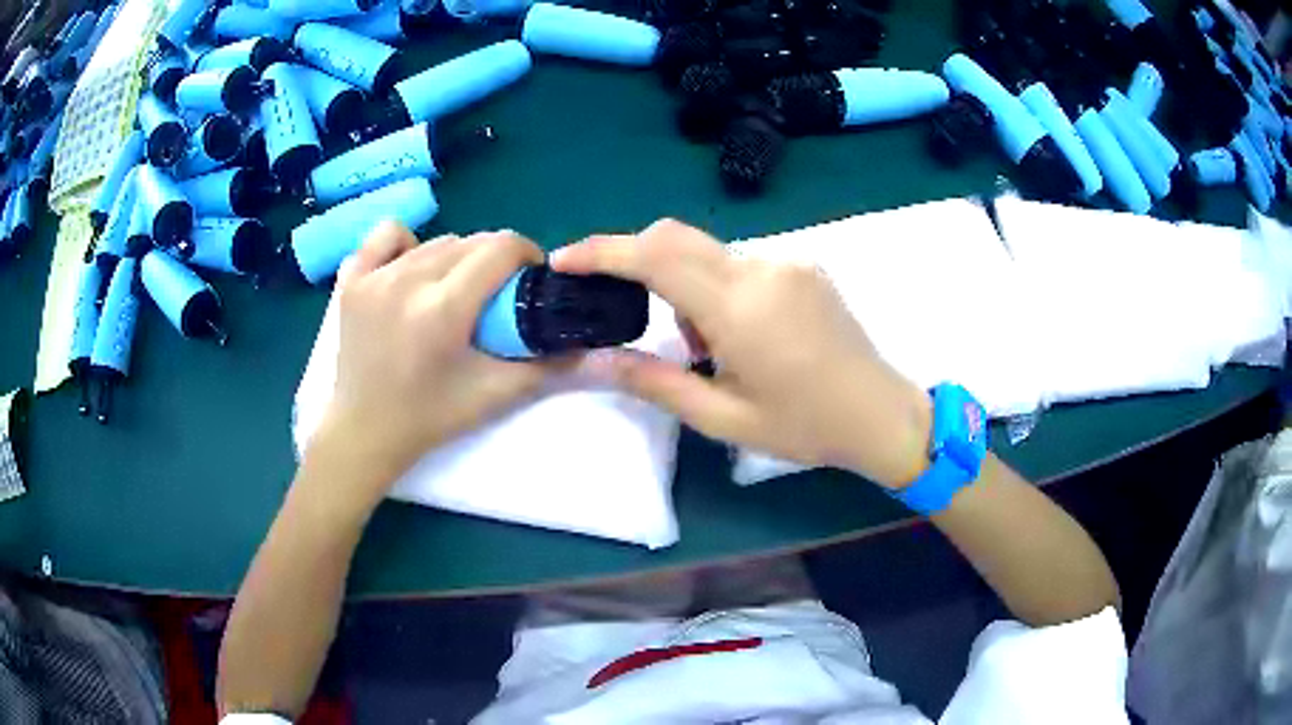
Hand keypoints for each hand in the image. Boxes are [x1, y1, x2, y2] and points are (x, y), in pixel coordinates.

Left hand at [305, 222, 557, 511]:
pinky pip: (387, 236)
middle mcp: (406, 281)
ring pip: (435, 241)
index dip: (526, 255)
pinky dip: (406, 244)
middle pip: (470, 242)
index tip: (529, 278)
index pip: (500, 248)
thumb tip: (588, 346)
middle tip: (494, 294)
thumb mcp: (493, 395)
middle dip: (493, 260)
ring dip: (456, 257)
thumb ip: (544, 366)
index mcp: (442, 309)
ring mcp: (373, 276)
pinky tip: (410, 269)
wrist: (364, 431)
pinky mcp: (351, 279)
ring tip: (453, 289)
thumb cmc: (429, 418)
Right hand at [552, 219, 931, 488]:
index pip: (655, 256)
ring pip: (707, 252)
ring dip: (684, 286)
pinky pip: (740, 261)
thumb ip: (655, 383)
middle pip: (675, 237)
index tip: (564, 259)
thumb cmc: (805, 427)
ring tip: (708, 347)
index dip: (603, 252)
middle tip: (624, 308)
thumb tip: (595, 358)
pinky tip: (740, 332)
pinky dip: (717, 287)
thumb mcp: (724, 418)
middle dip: (635, 261)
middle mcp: (763, 268)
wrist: (882, 413)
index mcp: (741, 309)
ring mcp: (788, 261)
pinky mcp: (803, 264)